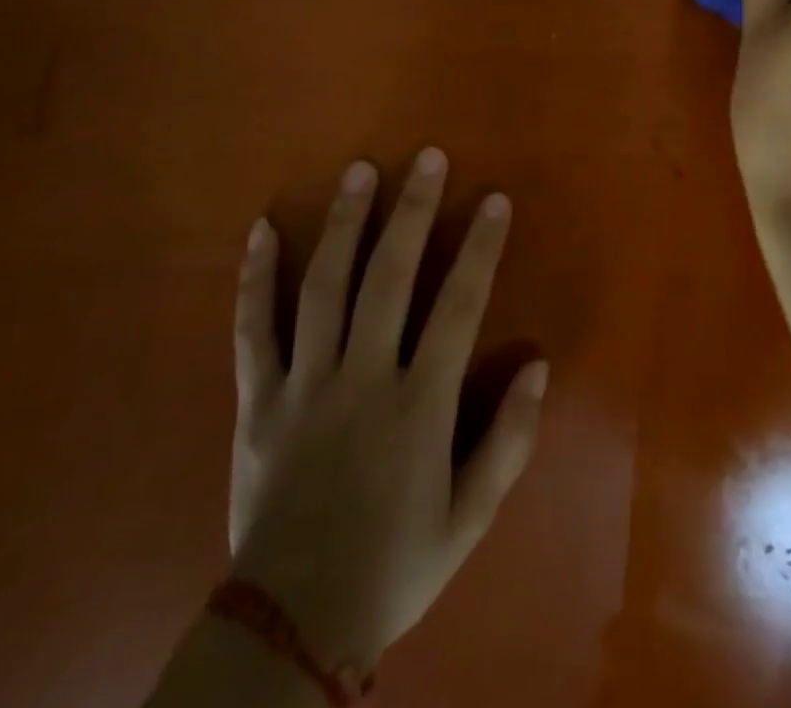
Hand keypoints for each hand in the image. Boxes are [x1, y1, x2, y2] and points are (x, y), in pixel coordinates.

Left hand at [227, 148, 547, 677]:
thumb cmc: (394, 567)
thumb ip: (509, 440)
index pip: (457, 308)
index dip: (480, 249)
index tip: (494, 199)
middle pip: (389, 279)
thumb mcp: (470, 519)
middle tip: (427, 158)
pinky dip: (254, 279)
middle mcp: (362, 381)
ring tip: (360, 171)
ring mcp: (304, 386)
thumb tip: (538, 364)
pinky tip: (261, 229)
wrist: (291, 630)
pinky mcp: (257, 402)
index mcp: (418, 407)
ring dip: (344, 224)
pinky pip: (253, 330)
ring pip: (323, 289)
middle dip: (413, 213)